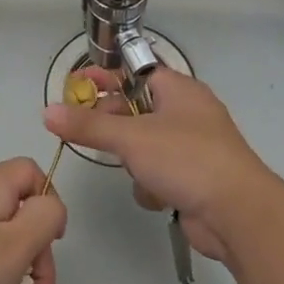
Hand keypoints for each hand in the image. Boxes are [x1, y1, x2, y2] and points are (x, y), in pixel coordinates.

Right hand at [42, 67, 278, 263]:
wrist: (236, 212)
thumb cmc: (186, 159)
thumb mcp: (131, 138)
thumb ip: (88, 126)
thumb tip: (48, 111)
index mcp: (179, 90)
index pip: (136, 72)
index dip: (107, 76)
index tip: (78, 83)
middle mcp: (187, 114)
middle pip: (136, 111)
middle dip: (116, 128)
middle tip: (90, 135)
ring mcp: (192, 148)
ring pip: (143, 147)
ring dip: (135, 163)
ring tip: (136, 171)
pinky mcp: (193, 179)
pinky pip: (157, 174)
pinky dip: (152, 186)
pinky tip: (158, 197)